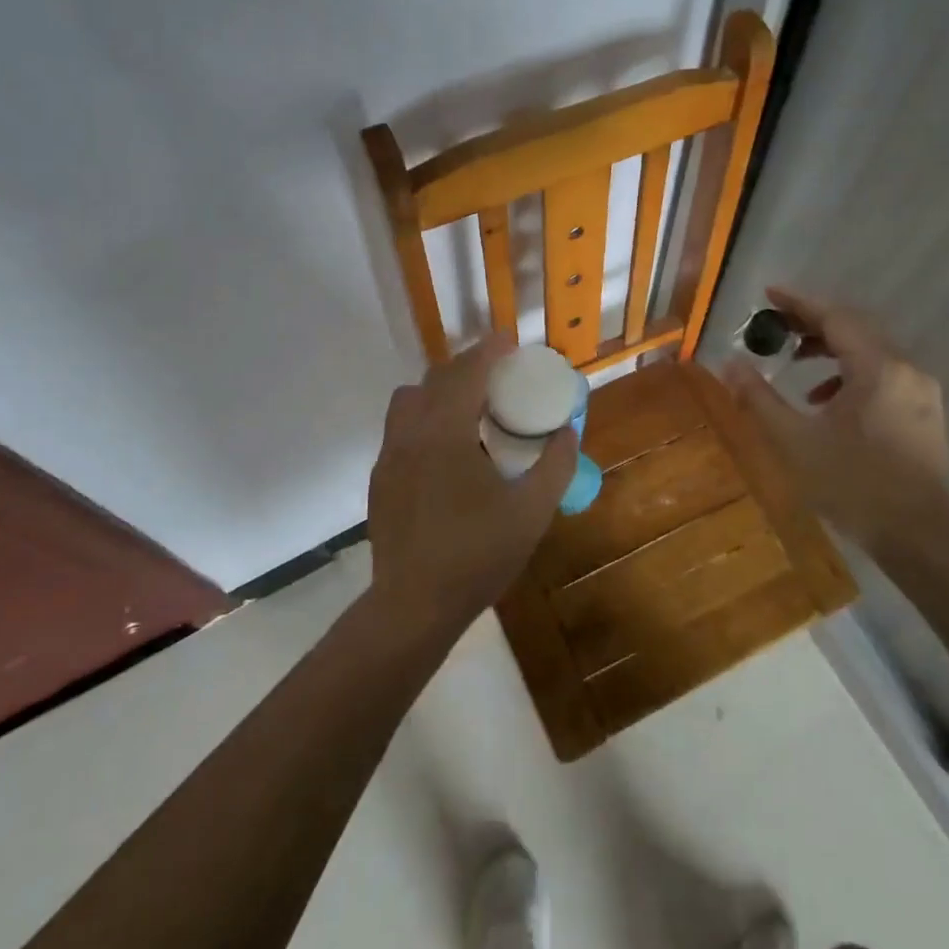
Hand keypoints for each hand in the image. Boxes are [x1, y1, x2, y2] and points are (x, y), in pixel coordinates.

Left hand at [366, 337, 577, 633]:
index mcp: (447, 433)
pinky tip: (444, 452)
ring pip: (408, 400)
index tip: (509, 342)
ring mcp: (389, 455)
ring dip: (438, 391)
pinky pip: (399, 428)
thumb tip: (568, 431)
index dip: (489, 349)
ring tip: (466, 410)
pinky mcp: (380, 478)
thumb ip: (556, 465)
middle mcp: (411, 433)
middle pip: (436, 378)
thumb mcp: (532, 512)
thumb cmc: (477, 555)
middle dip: (467, 367)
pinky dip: (423, 419)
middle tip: (497, 378)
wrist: (414, 605)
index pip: (467, 372)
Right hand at [722, 288, 948, 555]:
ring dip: (830, 349)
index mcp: (877, 368)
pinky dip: (850, 373)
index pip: (834, 318)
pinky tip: (826, 400)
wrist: (920, 537)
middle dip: (812, 324)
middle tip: (775, 327)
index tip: (768, 295)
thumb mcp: (795, 441)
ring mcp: (920, 391)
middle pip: (855, 329)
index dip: (799, 303)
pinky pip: (882, 373)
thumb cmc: (854, 485)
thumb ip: (759, 398)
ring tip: (795, 362)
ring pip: (870, 351)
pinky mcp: (924, 413)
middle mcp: (905, 369)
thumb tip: (729, 363)